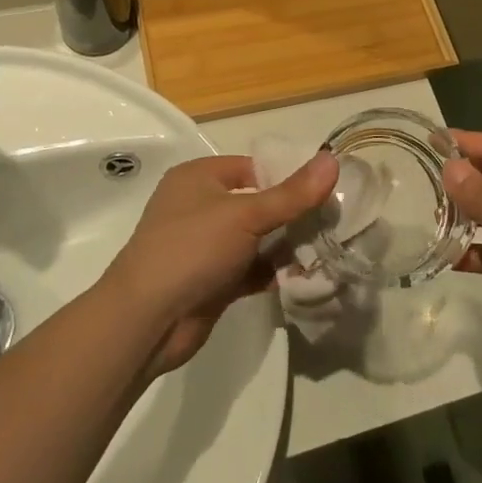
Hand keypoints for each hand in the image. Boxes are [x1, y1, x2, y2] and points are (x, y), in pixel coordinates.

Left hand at [107, 151, 338, 373]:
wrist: (147, 321)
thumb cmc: (191, 249)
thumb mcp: (245, 215)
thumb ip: (292, 194)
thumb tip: (332, 161)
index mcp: (200, 178)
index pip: (254, 168)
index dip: (289, 176)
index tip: (327, 189)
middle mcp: (201, 207)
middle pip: (259, 203)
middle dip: (294, 214)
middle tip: (334, 221)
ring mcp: (207, 246)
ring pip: (258, 239)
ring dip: (288, 245)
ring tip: (329, 248)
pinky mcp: (214, 280)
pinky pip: (253, 268)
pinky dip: (276, 271)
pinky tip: (307, 275)